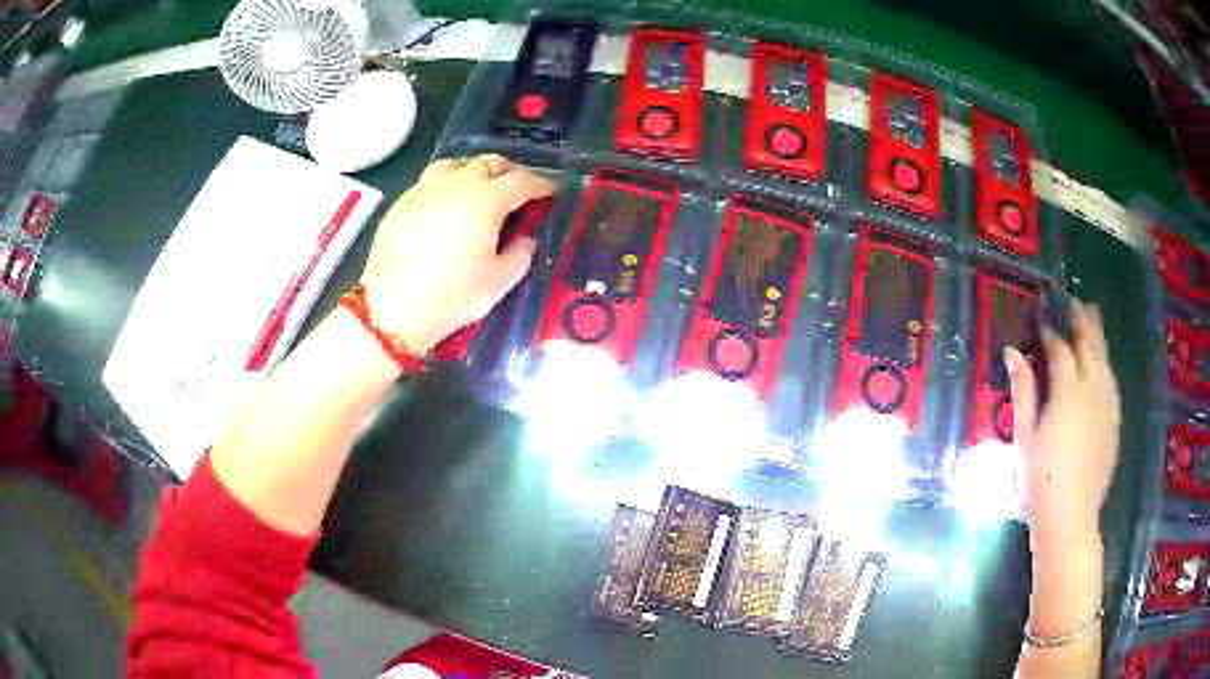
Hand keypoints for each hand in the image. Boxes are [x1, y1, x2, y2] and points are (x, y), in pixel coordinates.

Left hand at [357, 155, 556, 352]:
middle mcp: (457, 183)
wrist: (392, 308)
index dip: (542, 183)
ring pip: (457, 164)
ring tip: (481, 190)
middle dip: (510, 171)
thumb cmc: (452, 295)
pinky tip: (447, 207)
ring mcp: (426, 188)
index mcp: (487, 199)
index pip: (522, 180)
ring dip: (476, 171)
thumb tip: (525, 240)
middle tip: (519, 190)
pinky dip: (449, 185)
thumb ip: (520, 255)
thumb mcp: (498, 282)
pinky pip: (432, 180)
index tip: (552, 190)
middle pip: (489, 162)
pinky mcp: (403, 201)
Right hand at [1006, 300, 1119, 548]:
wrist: (1070, 518)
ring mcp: (1108, 403)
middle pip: (1089, 342)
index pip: (1060, 347)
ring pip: (1105, 357)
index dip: (1050, 331)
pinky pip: (1111, 379)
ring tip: (1090, 318)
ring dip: (1096, 335)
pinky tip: (1101, 363)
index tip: (1041, 321)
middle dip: (1080, 319)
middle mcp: (1093, 387)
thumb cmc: (1040, 480)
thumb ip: (1023, 389)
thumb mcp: (1025, 435)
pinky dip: (1105, 362)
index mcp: (1068, 389)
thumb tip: (1012, 351)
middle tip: (1072, 302)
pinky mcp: (1115, 419)